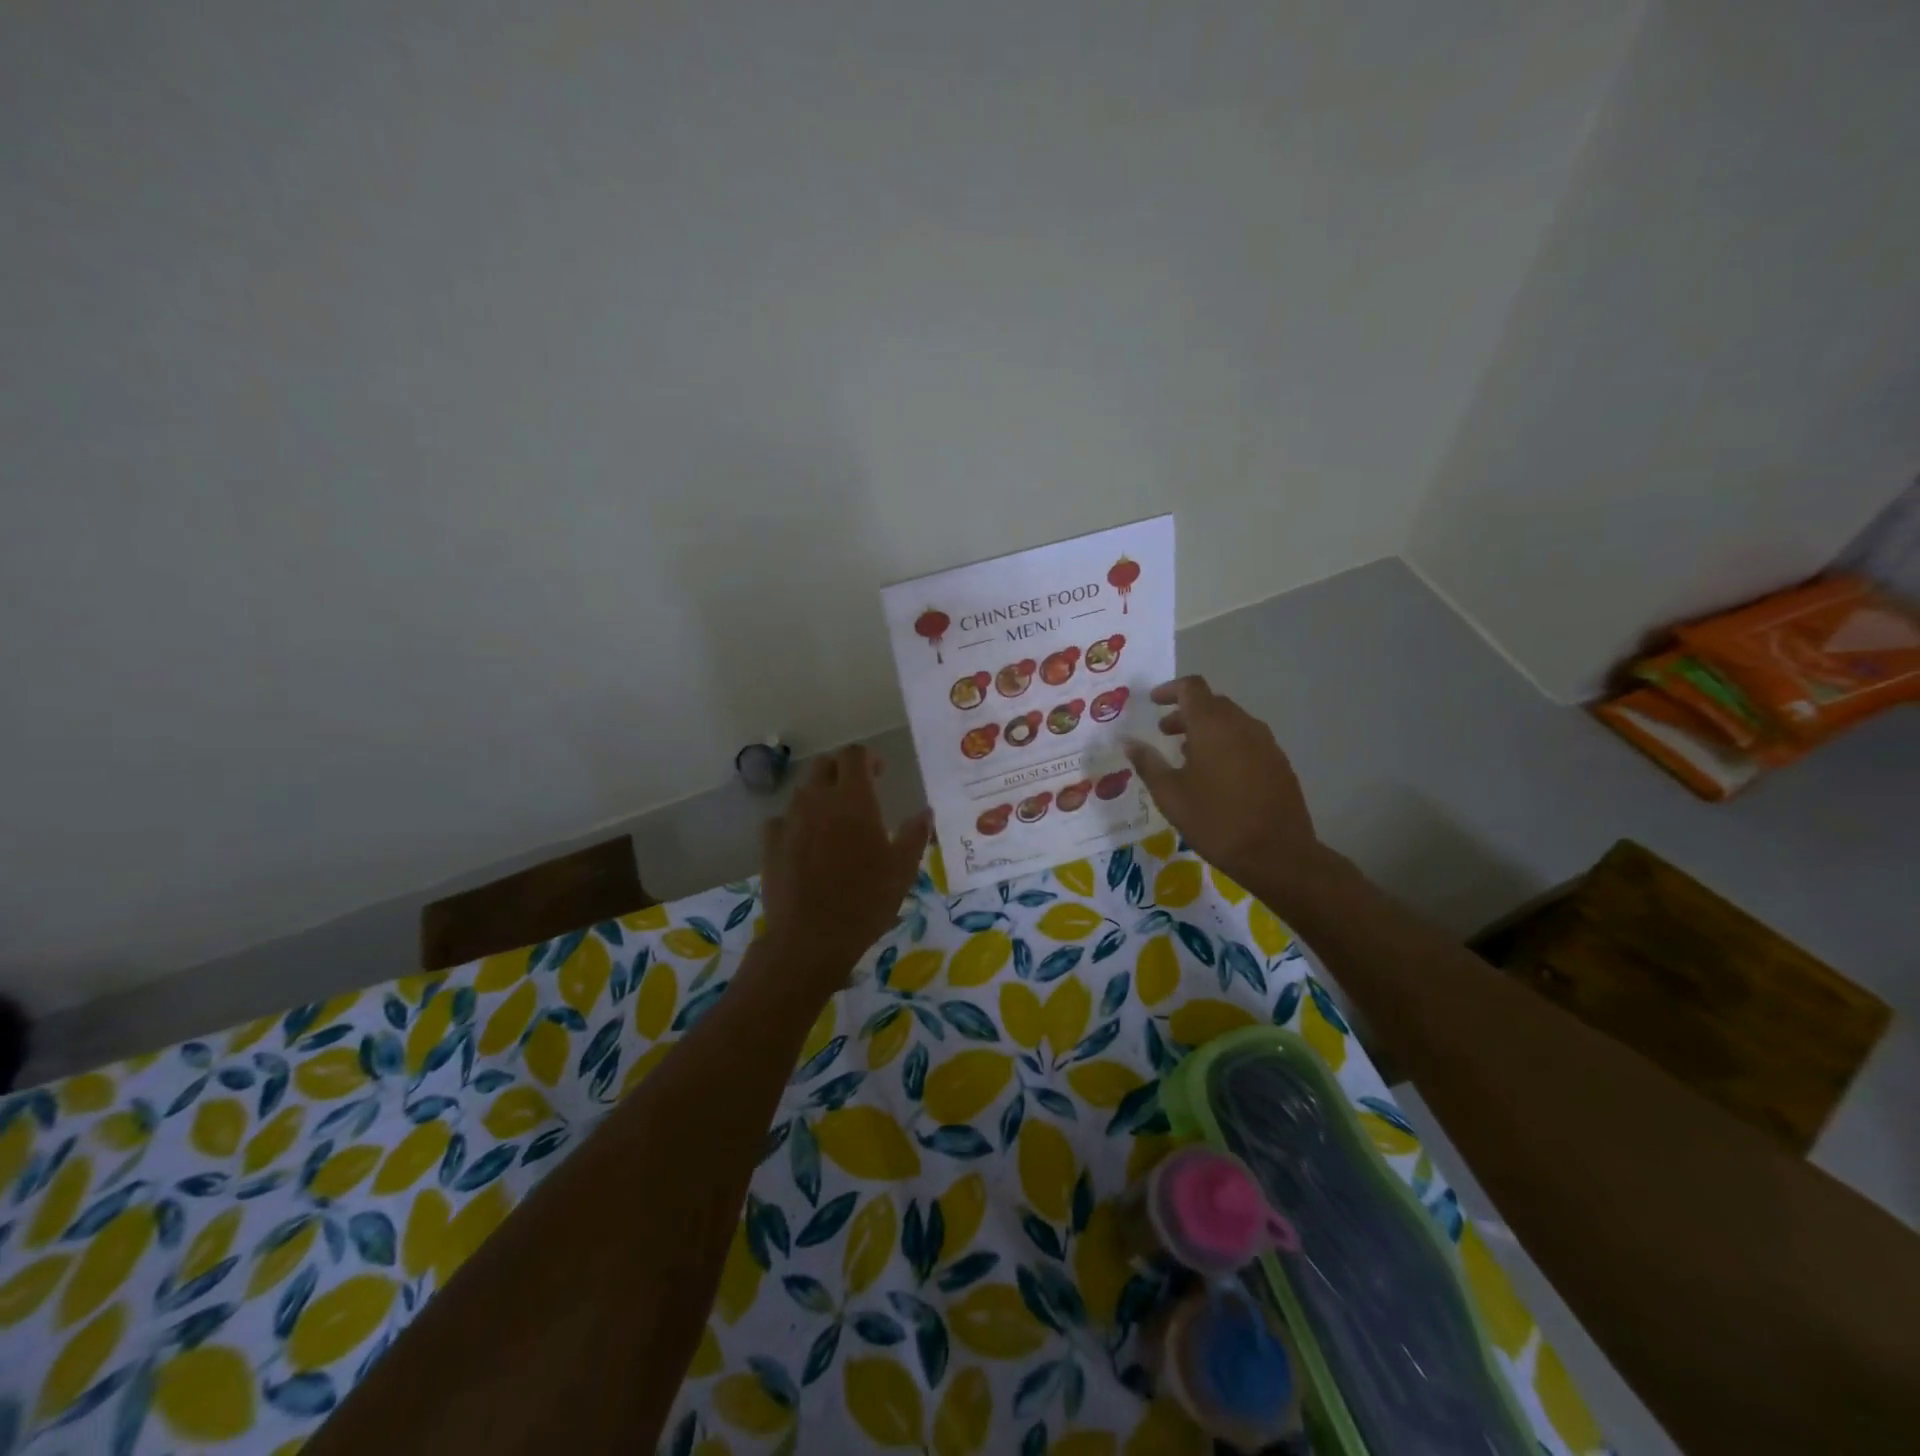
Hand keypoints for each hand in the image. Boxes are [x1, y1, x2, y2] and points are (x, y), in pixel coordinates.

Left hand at [756, 746, 931, 997]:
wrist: (811, 938)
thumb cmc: (866, 901)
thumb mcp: (903, 870)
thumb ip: (915, 834)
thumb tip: (925, 812)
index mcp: (853, 799)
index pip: (854, 755)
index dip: (868, 757)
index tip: (880, 773)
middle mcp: (818, 800)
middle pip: (824, 765)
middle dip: (841, 770)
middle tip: (858, 792)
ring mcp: (790, 821)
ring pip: (802, 791)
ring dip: (819, 796)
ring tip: (833, 821)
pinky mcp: (770, 844)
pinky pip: (781, 820)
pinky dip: (794, 823)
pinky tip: (803, 842)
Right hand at [1124, 676, 1326, 911]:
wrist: (1277, 854)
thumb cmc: (1215, 821)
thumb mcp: (1170, 795)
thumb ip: (1148, 763)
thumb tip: (1128, 742)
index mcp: (1212, 726)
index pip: (1192, 687)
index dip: (1170, 689)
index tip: (1153, 702)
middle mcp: (1242, 725)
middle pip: (1212, 703)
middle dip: (1186, 712)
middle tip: (1165, 733)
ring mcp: (1265, 743)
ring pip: (1231, 722)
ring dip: (1207, 729)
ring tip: (1188, 756)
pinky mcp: (1278, 762)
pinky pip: (1247, 740)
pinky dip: (1227, 744)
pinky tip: (1217, 775)